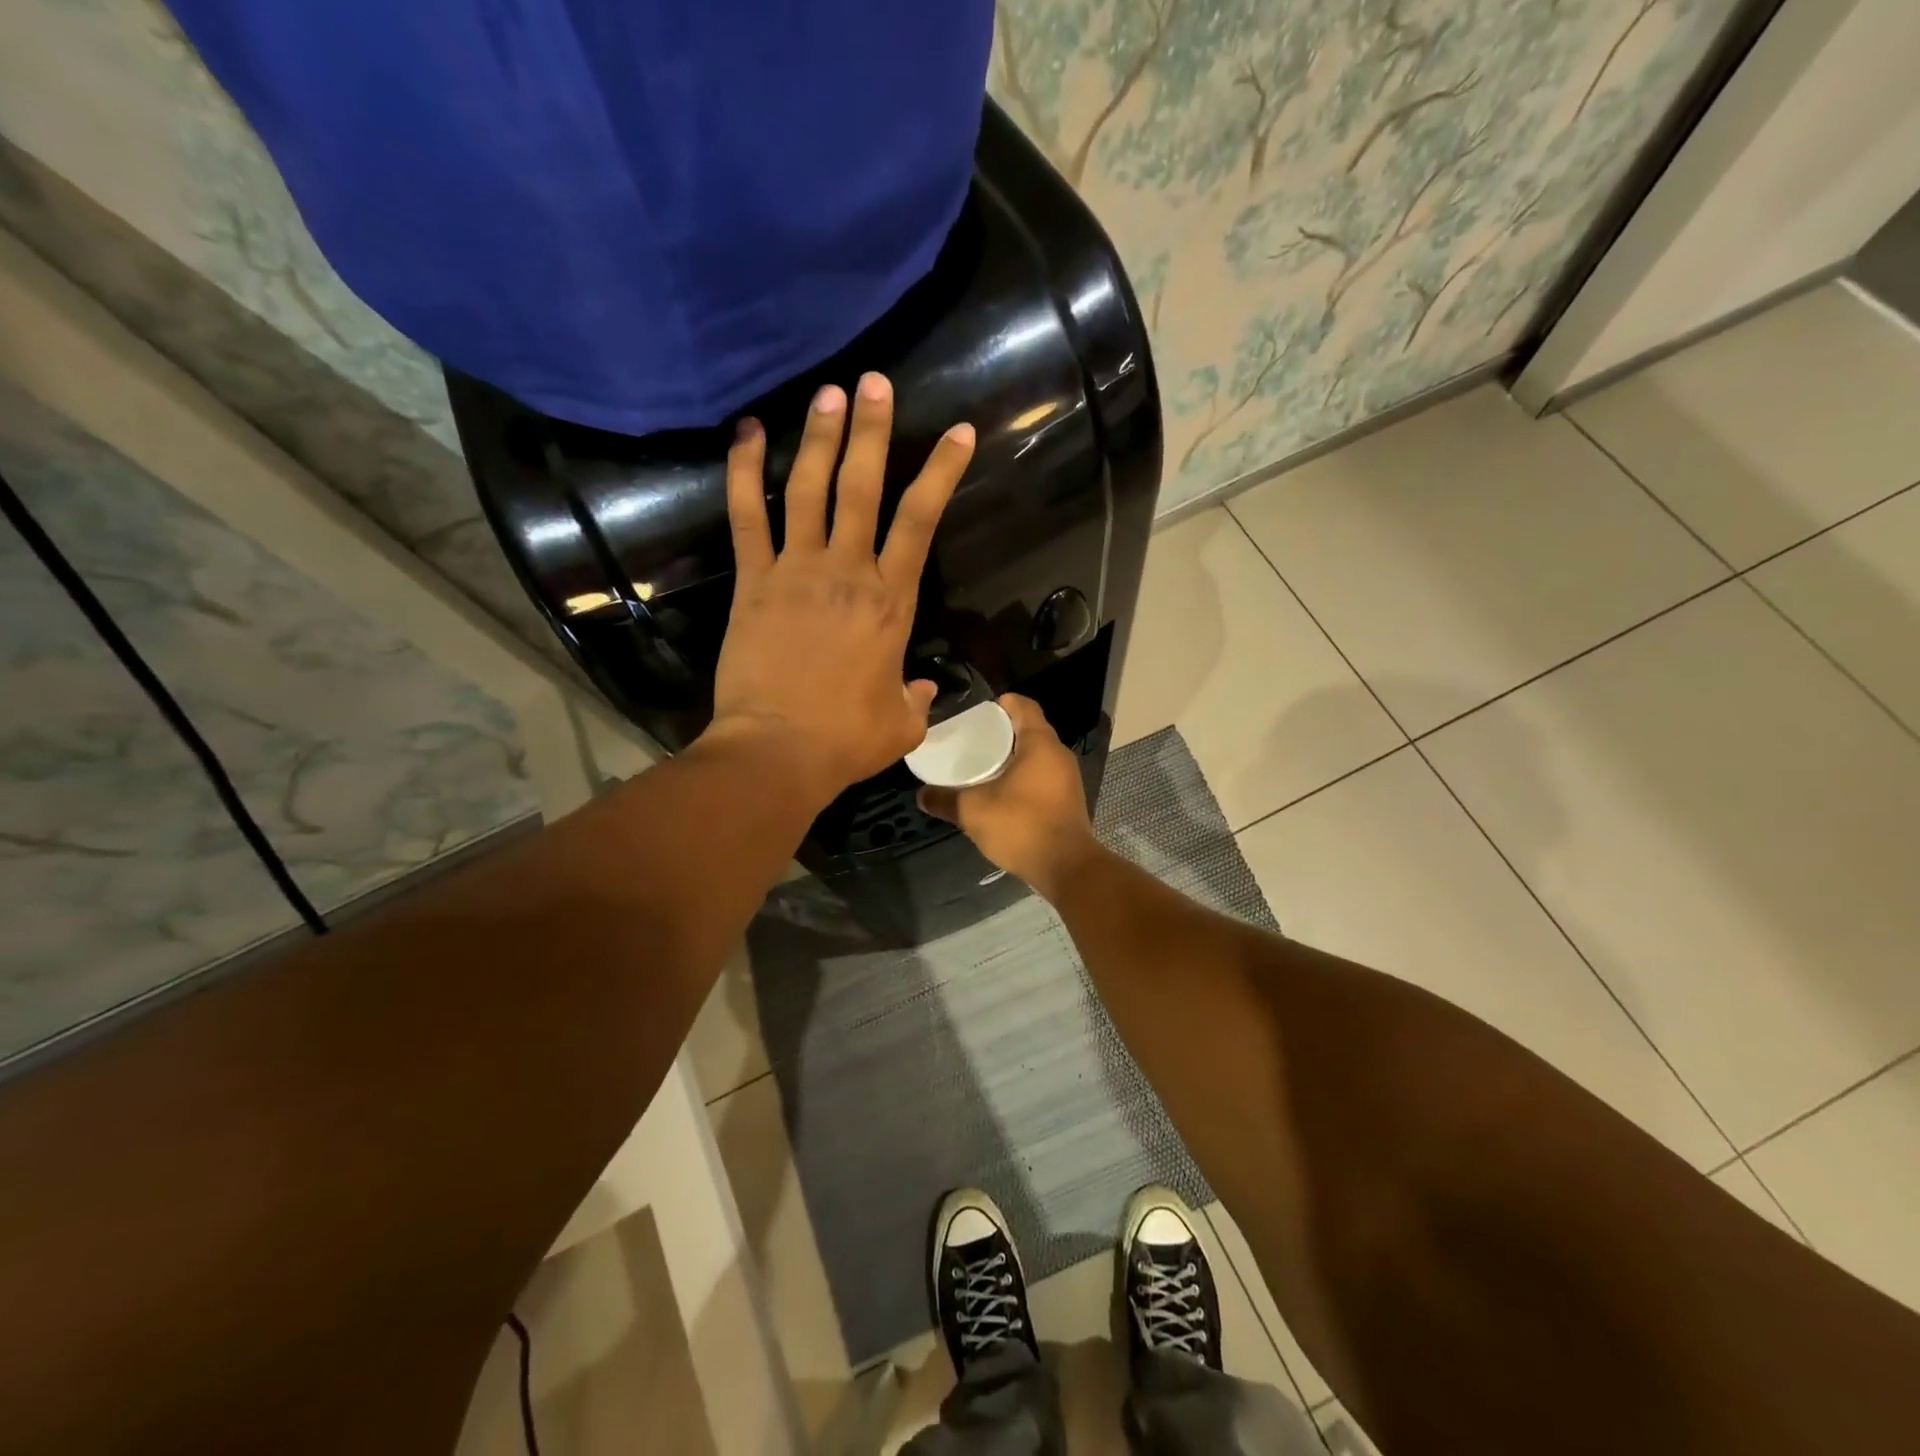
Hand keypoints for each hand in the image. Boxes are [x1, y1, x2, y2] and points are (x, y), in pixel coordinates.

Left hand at [706, 373, 974, 804]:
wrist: (777, 752)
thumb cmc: (846, 740)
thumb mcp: (902, 725)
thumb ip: (917, 699)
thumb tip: (921, 687)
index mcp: (891, 603)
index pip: (921, 522)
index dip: (942, 473)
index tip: (959, 433)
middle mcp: (847, 572)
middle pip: (864, 488)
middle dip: (873, 431)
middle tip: (875, 383)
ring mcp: (796, 571)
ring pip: (810, 489)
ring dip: (821, 438)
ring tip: (829, 393)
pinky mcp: (753, 582)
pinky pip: (747, 516)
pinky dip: (745, 471)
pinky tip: (749, 433)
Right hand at [917, 694, 1101, 898]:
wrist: (1066, 867)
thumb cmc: (1021, 825)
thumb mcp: (973, 810)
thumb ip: (945, 799)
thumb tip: (921, 795)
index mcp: (1040, 744)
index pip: (1024, 707)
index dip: (1003, 704)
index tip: (981, 711)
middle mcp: (1058, 755)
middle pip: (1031, 730)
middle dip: (1004, 732)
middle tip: (973, 740)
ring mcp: (1067, 779)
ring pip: (1037, 756)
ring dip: (1013, 757)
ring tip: (983, 766)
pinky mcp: (1068, 801)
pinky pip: (1043, 777)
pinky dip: (1024, 777)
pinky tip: (1002, 793)